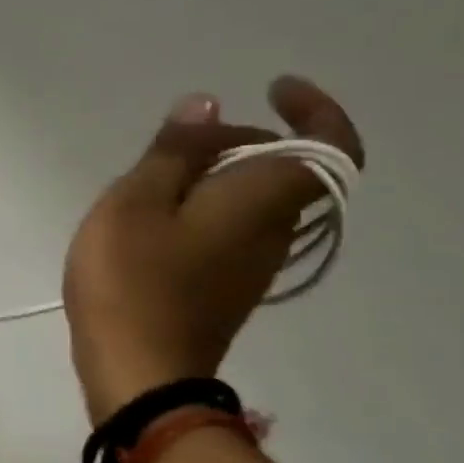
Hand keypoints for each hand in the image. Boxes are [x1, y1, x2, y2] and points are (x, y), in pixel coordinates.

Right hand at [63, 76, 364, 425]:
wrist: (141, 373)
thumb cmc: (133, 280)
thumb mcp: (136, 202)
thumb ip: (173, 152)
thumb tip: (209, 107)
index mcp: (260, 201)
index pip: (329, 147)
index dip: (316, 110)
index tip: (273, 88)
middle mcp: (273, 230)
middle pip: (285, 169)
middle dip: (241, 140)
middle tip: (180, 139)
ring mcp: (252, 264)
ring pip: (256, 199)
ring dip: (218, 174)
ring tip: (155, 176)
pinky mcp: (226, 287)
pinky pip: (232, 227)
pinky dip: (205, 206)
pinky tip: (152, 218)